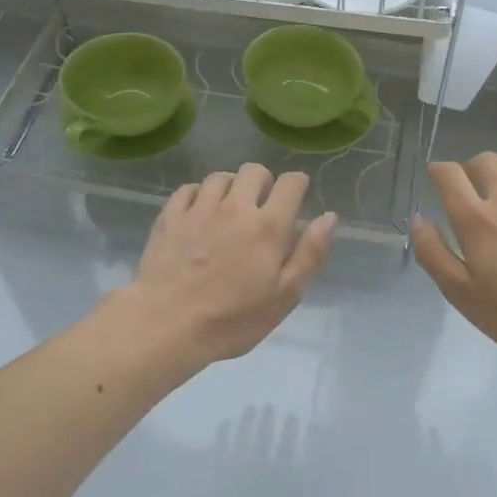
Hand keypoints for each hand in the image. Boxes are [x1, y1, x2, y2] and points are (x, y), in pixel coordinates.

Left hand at [128, 164, 336, 364]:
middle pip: (254, 170)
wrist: (167, 325)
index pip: (291, 183)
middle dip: (263, 181)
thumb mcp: (285, 295)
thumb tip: (329, 217)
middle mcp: (235, 206)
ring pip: (220, 177)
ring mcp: (199, 209)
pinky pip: (188, 189)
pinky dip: (198, 194)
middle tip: (262, 206)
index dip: (297, 185)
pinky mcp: (170, 217)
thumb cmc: (233, 318)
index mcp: (268, 225)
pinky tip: (199, 212)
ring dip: (231, 187)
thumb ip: (310, 253)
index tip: (296, 198)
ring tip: (229, 209)